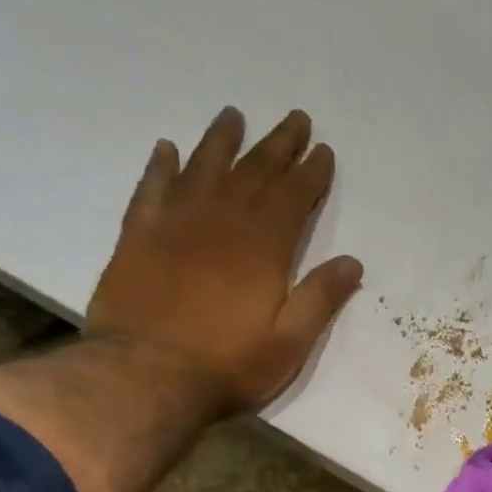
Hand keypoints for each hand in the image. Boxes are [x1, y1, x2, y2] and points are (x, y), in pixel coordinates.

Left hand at [86, 106, 363, 417]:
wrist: (144, 376)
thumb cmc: (227, 366)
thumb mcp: (289, 344)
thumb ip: (320, 299)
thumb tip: (352, 262)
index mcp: (264, 247)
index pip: (293, 196)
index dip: (311, 172)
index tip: (323, 151)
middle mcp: (222, 221)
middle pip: (254, 171)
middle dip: (278, 144)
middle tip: (295, 119)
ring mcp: (176, 224)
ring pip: (204, 167)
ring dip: (222, 140)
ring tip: (234, 115)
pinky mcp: (138, 236)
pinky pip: (152, 188)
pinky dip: (161, 166)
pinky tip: (168, 149)